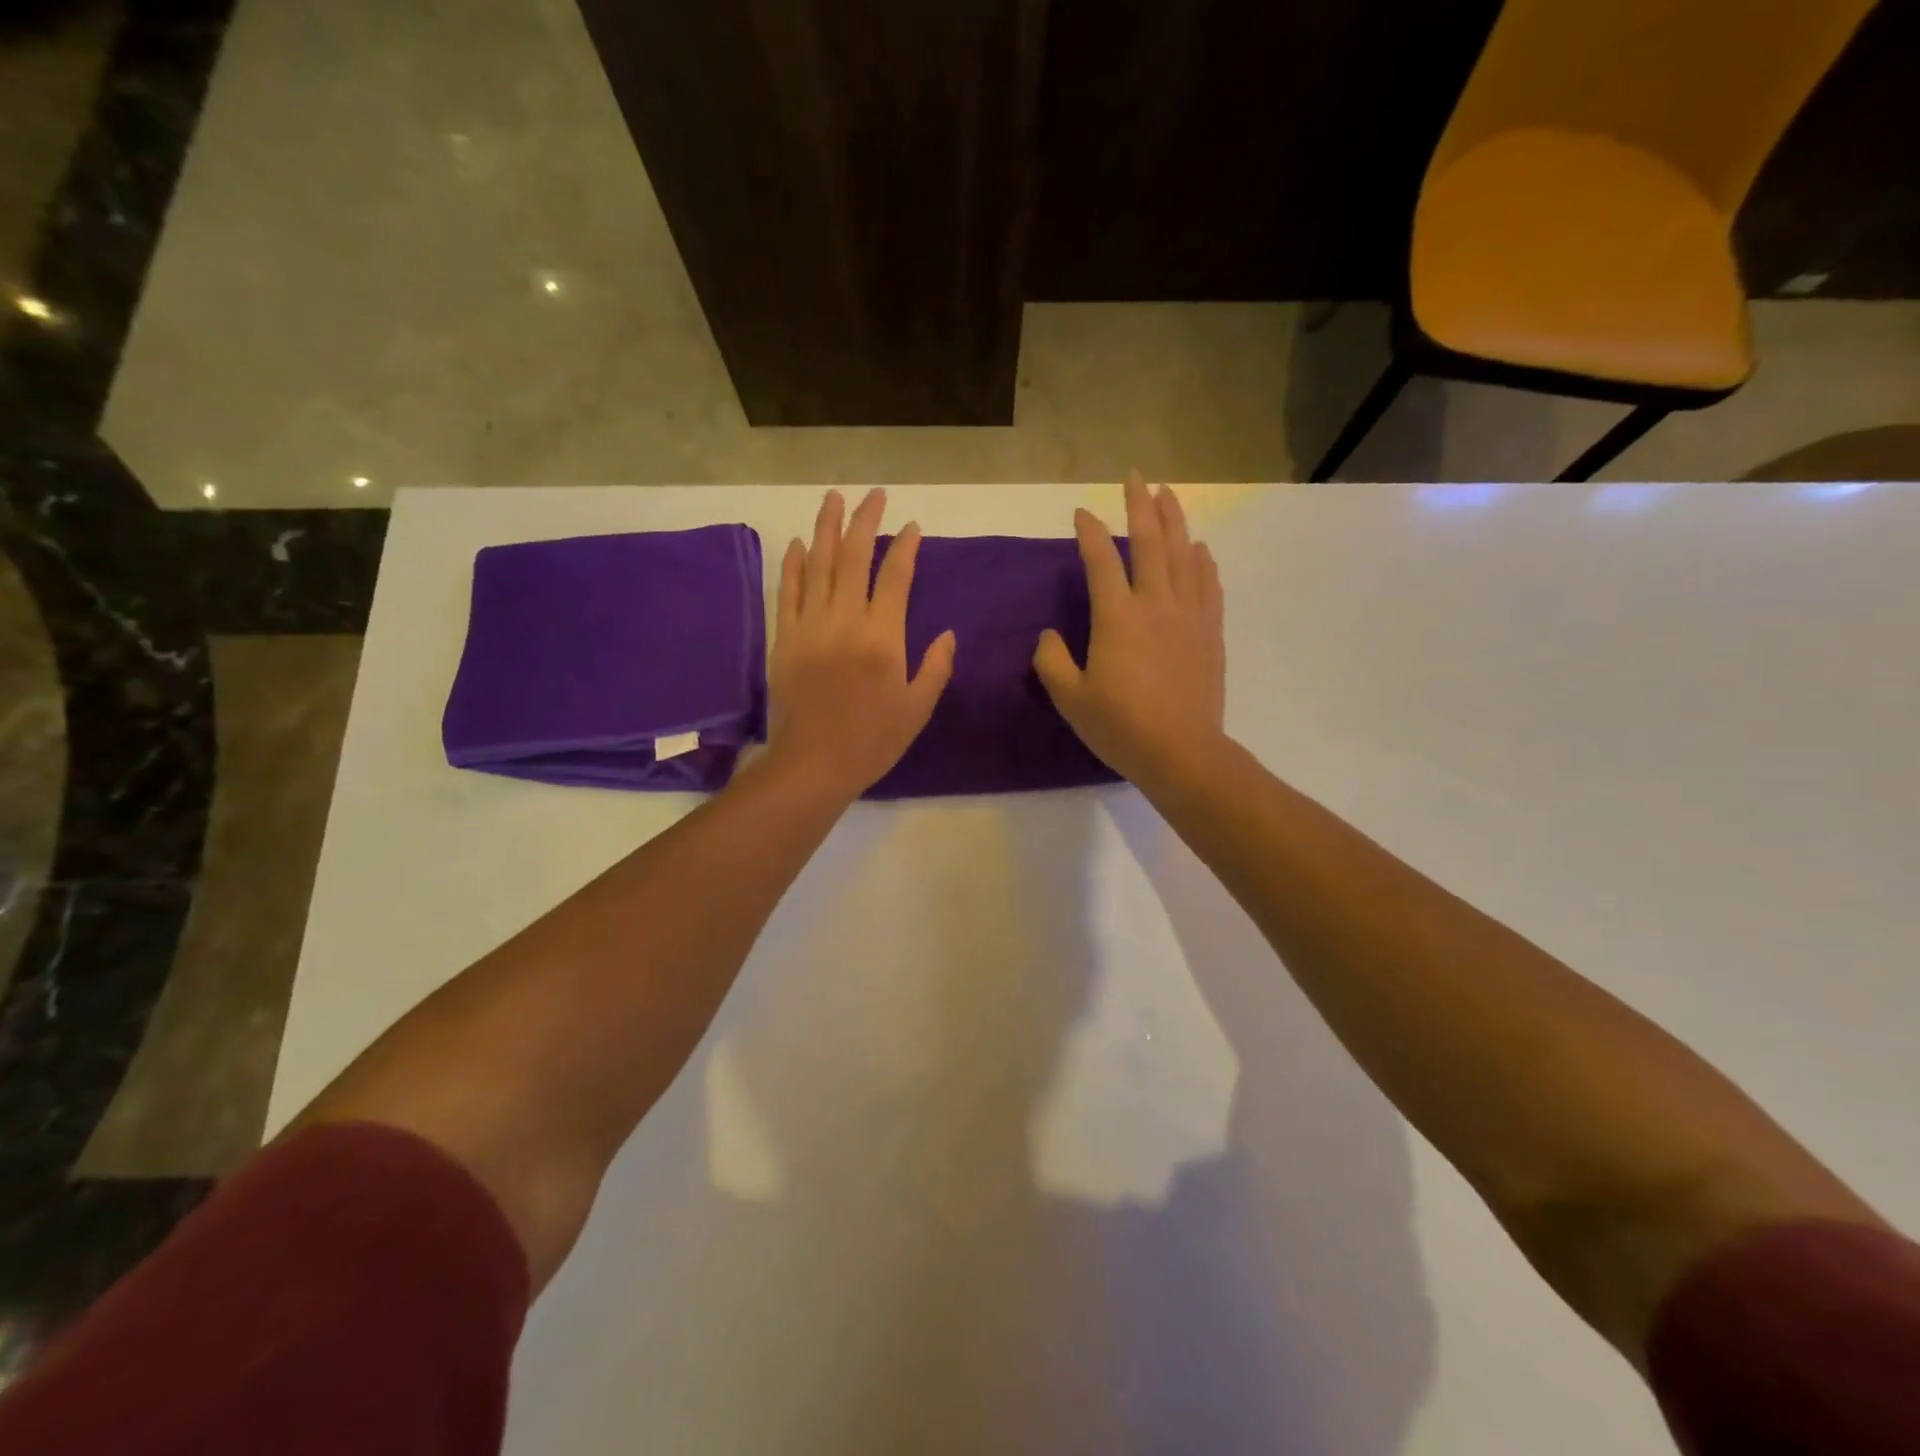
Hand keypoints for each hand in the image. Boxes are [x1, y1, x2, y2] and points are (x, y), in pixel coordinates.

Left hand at [766, 488, 955, 799]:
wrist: (813, 764)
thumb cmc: (872, 740)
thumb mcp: (918, 708)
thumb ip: (936, 667)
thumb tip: (949, 634)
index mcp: (883, 637)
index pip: (896, 577)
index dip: (906, 547)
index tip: (912, 526)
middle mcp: (845, 620)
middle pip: (854, 558)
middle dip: (865, 522)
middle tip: (873, 495)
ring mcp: (810, 626)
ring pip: (819, 565)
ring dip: (827, 528)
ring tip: (834, 498)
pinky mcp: (785, 638)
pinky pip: (788, 591)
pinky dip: (794, 564)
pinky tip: (801, 543)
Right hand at [1033, 473, 1225, 785]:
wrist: (1182, 753)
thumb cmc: (1121, 727)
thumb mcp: (1070, 699)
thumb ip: (1052, 661)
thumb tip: (1048, 636)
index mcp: (1118, 617)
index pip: (1101, 560)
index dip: (1089, 532)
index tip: (1080, 513)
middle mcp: (1156, 604)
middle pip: (1150, 542)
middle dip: (1140, 505)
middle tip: (1135, 476)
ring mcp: (1189, 615)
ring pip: (1184, 554)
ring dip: (1175, 520)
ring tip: (1167, 495)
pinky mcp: (1210, 632)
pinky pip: (1207, 584)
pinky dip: (1201, 560)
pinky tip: (1198, 548)